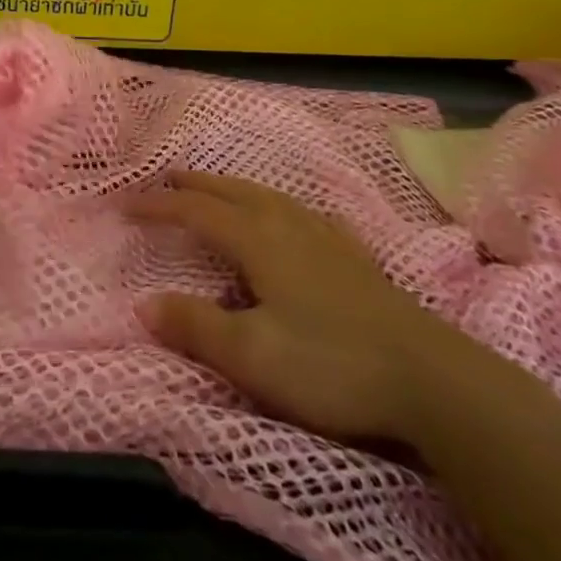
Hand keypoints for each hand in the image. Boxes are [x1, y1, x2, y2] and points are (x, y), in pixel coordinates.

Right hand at [131, 171, 458, 446]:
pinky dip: (282, 206)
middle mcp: (288, 225)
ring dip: (233, 188)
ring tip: (217, 189)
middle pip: (231, 191)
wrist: (434, 382)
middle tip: (165, 178)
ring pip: (269, 196)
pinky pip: (306, 214)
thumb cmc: (332, 365)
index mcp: (258, 240)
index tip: (126, 205)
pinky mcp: (357, 258)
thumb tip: (143, 304)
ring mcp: (327, 238)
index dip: (159, 204)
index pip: (196, 210)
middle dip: (194, 184)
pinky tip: (295, 217)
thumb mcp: (252, 355)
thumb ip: (195, 326)